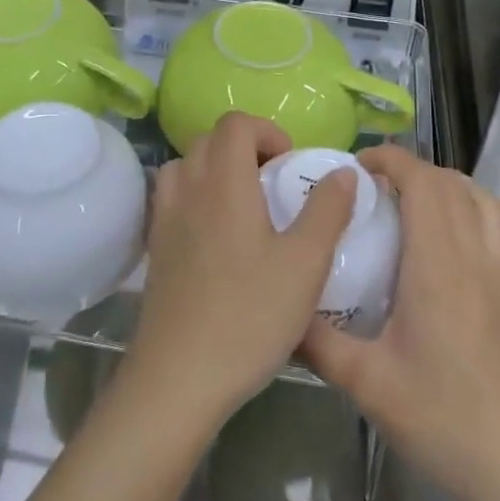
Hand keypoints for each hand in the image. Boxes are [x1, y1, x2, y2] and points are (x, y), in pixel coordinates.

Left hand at [126, 112, 356, 428]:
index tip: (288, 165)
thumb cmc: (250, 316)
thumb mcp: (305, 265)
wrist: (179, 377)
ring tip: (243, 205)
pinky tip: (216, 236)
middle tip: (272, 184)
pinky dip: (194, 195)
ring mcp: (165, 218)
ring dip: (214, 169)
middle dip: (243, 147)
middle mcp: (189, 189)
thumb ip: (326, 210)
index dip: (266, 131)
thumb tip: (343, 171)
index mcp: (225, 183)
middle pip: (208, 139)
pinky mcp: (155, 247)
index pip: (235, 123)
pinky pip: (171, 197)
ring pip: (185, 165)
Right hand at [302, 147, 499, 500]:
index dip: (392, 159)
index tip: (358, 166)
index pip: (421, 182)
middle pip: (451, 186)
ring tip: (422, 199)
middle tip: (376, 189)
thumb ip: (317, 342)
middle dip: (413, 171)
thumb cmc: (444, 421)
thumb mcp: (366, 384)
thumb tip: (282, 311)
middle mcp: (475, 258)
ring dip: (456, 188)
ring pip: (490, 206)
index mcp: (435, 264)